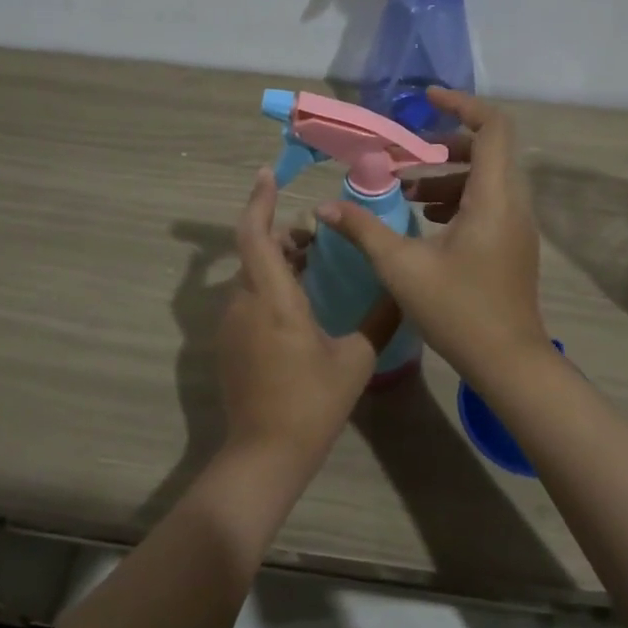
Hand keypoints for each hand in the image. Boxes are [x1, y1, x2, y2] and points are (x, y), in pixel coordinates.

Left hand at [218, 167, 398, 468]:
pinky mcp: (229, 344)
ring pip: (250, 275)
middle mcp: (244, 303)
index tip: (268, 174)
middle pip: (254, 251)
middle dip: (280, 235)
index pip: (254, 235)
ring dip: (276, 262)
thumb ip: (379, 318)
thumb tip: (399, 289)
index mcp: (273, 299)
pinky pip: (247, 299)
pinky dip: (268, 286)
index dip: (259, 201)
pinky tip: (299, 304)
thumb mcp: (356, 359)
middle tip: (316, 237)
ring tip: (313, 266)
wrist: (265, 454)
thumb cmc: (312, 403)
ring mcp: (231, 325)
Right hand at [318, 89, 547, 389]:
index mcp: (493, 198)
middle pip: (488, 149)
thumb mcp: (401, 268)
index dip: (461, 104)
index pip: (493, 127)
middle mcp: (513, 203)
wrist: (509, 363)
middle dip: (443, 145)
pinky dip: (458, 197)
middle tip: (404, 156)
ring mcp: (517, 225)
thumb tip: (324, 207)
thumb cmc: (458, 311)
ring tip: (405, 190)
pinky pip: (489, 202)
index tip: (425, 100)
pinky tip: (425, 218)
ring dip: (447, 174)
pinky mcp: (513, 244)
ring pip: (487, 178)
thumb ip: (363, 229)